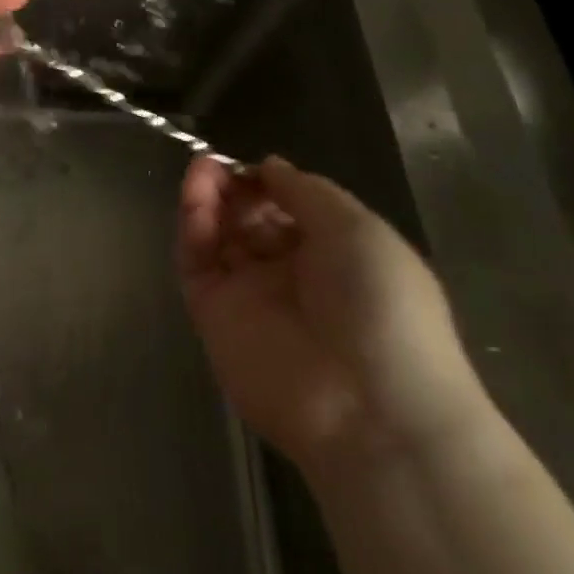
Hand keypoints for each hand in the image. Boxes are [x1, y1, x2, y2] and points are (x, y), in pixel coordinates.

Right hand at [177, 155, 491, 475]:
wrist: (369, 407)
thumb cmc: (381, 305)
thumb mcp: (357, 229)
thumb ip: (305, 191)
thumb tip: (268, 166)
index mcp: (335, 255)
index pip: (289, 209)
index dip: (269, 183)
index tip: (254, 167)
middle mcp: (289, 274)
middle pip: (248, 219)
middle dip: (234, 188)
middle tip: (217, 166)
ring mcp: (249, 295)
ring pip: (217, 236)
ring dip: (207, 198)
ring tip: (202, 170)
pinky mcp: (213, 315)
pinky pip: (196, 262)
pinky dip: (192, 226)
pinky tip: (195, 195)